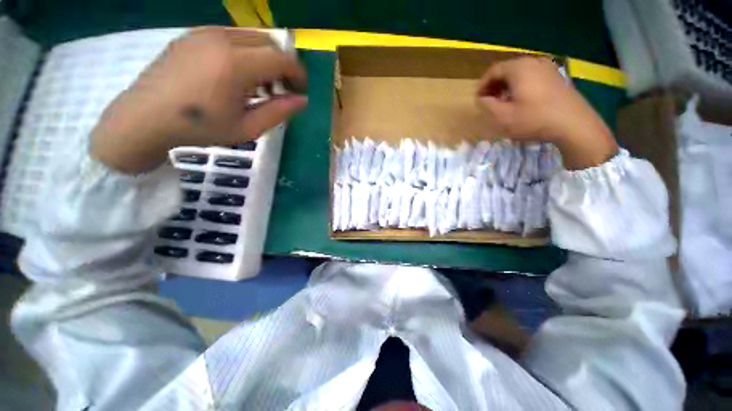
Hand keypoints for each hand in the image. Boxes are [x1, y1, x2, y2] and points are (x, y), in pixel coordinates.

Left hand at [91, 27, 307, 173]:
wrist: (145, 117)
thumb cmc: (200, 128)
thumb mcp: (247, 128)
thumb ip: (278, 112)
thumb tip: (302, 101)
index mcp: (235, 64)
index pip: (282, 58)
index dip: (298, 74)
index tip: (300, 91)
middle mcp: (221, 39)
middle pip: (269, 43)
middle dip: (284, 66)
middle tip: (283, 90)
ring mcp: (204, 33)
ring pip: (252, 37)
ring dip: (266, 59)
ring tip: (262, 85)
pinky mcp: (193, 34)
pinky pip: (232, 36)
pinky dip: (246, 53)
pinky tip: (240, 75)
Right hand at [476, 57, 617, 169]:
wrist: (574, 124)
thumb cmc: (534, 119)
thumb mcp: (503, 116)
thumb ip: (488, 105)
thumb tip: (481, 99)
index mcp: (519, 68)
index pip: (493, 71)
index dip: (482, 85)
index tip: (477, 99)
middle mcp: (533, 62)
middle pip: (507, 70)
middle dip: (494, 85)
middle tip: (489, 101)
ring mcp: (548, 68)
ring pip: (520, 73)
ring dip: (507, 86)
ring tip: (503, 103)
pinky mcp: (556, 77)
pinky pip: (532, 76)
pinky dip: (520, 86)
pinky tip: (520, 101)